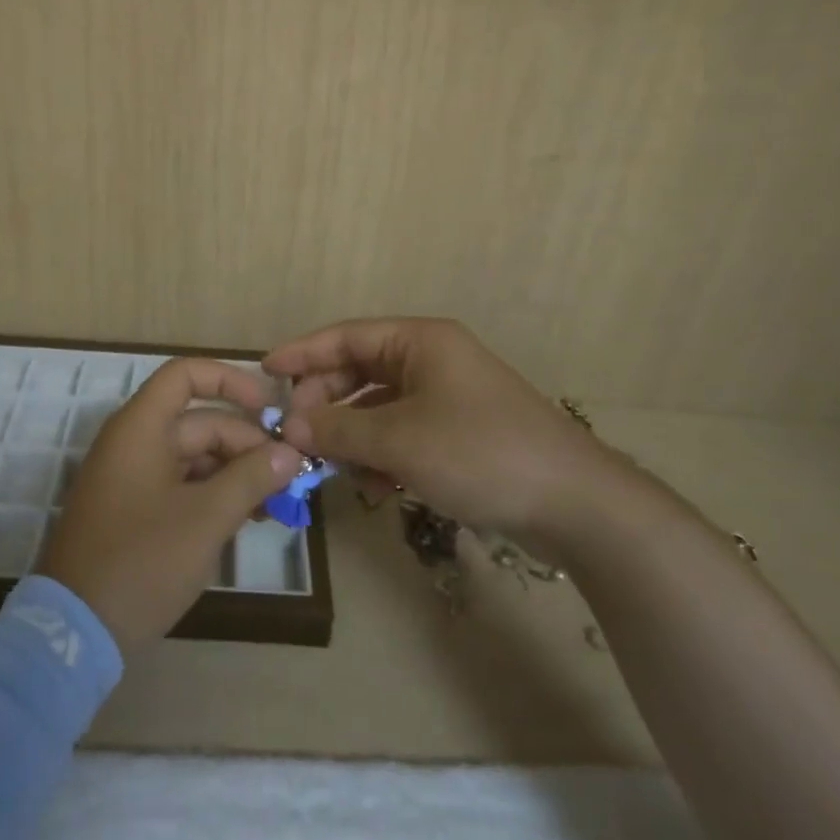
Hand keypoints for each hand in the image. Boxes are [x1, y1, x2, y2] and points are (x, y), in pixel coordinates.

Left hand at [38, 358, 301, 651]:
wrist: (75, 633)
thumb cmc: (142, 560)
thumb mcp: (206, 518)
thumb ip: (251, 478)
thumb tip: (289, 453)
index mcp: (142, 427)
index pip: (186, 374)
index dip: (230, 380)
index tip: (269, 408)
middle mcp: (134, 441)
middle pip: (200, 421)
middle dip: (247, 444)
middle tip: (289, 476)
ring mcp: (132, 477)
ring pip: (195, 456)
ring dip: (235, 472)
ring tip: (275, 503)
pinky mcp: (134, 510)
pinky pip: (181, 484)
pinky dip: (214, 494)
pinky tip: (246, 517)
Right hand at [265, 318, 638, 556]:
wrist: (575, 503)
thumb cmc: (479, 452)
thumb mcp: (399, 440)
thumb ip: (338, 428)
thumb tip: (289, 424)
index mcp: (419, 341)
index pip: (345, 336)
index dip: (302, 353)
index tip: (264, 372)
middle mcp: (431, 359)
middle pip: (359, 370)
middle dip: (326, 402)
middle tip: (295, 434)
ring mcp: (447, 395)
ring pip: (378, 406)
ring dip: (351, 433)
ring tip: (330, 466)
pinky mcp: (458, 431)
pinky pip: (402, 431)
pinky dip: (381, 452)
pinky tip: (374, 485)